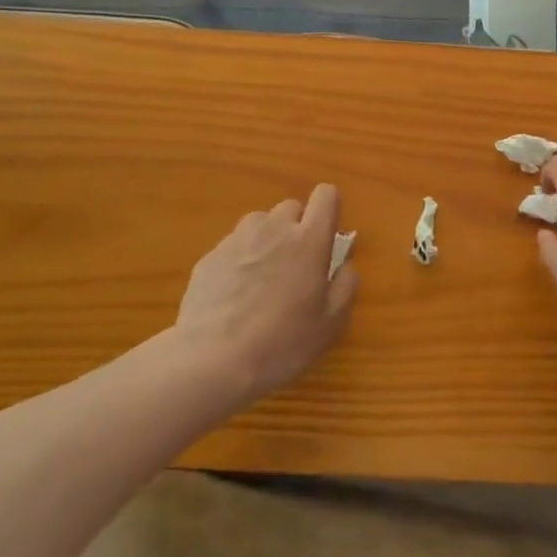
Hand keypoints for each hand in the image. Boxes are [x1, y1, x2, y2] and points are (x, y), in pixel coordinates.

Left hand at [174, 183, 358, 406]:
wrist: (211, 361)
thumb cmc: (281, 343)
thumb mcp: (330, 325)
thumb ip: (345, 286)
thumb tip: (345, 265)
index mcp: (309, 240)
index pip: (326, 196)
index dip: (330, 208)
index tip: (328, 234)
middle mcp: (274, 229)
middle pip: (292, 207)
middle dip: (297, 228)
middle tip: (296, 267)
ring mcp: (238, 239)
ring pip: (260, 224)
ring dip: (267, 240)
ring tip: (263, 279)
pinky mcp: (210, 256)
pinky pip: (234, 246)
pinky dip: (240, 261)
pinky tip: (234, 296)